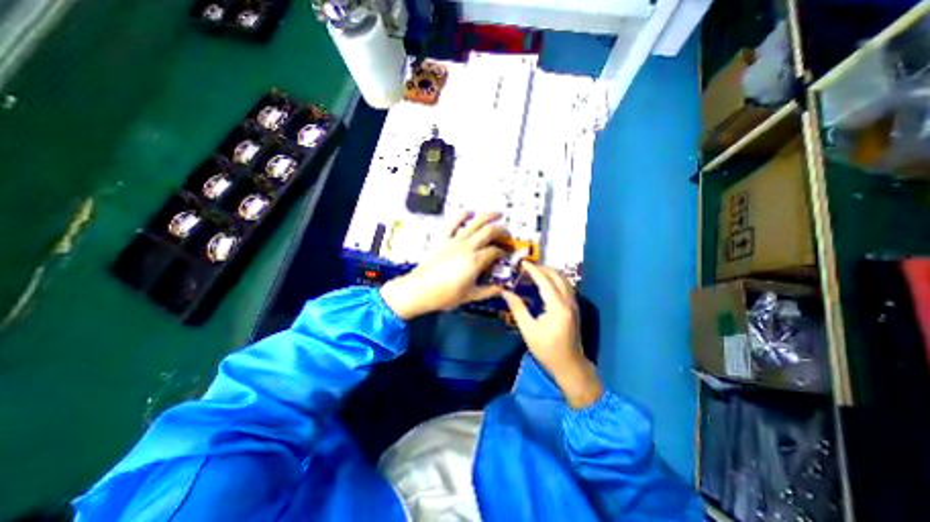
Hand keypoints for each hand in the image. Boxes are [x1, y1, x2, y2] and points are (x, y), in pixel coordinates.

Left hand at [379, 212, 506, 319]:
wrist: (419, 290)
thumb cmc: (445, 295)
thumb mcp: (470, 296)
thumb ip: (489, 291)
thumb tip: (503, 289)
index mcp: (475, 261)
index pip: (495, 251)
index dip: (503, 251)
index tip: (506, 255)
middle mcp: (467, 246)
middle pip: (489, 231)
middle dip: (501, 230)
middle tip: (507, 234)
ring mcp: (454, 240)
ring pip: (474, 222)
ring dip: (488, 216)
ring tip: (498, 213)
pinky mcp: (442, 239)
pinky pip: (452, 223)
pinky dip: (461, 215)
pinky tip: (469, 211)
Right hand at [502, 262, 603, 408]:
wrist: (569, 364)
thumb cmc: (547, 349)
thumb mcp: (528, 330)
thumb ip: (518, 308)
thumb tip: (505, 292)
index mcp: (557, 306)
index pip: (545, 281)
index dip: (533, 270)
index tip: (523, 263)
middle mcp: (568, 301)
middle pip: (557, 276)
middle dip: (543, 268)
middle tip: (528, 266)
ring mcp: (573, 304)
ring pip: (564, 280)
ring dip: (550, 272)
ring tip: (535, 271)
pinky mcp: (574, 307)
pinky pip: (566, 286)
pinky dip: (555, 279)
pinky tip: (546, 282)